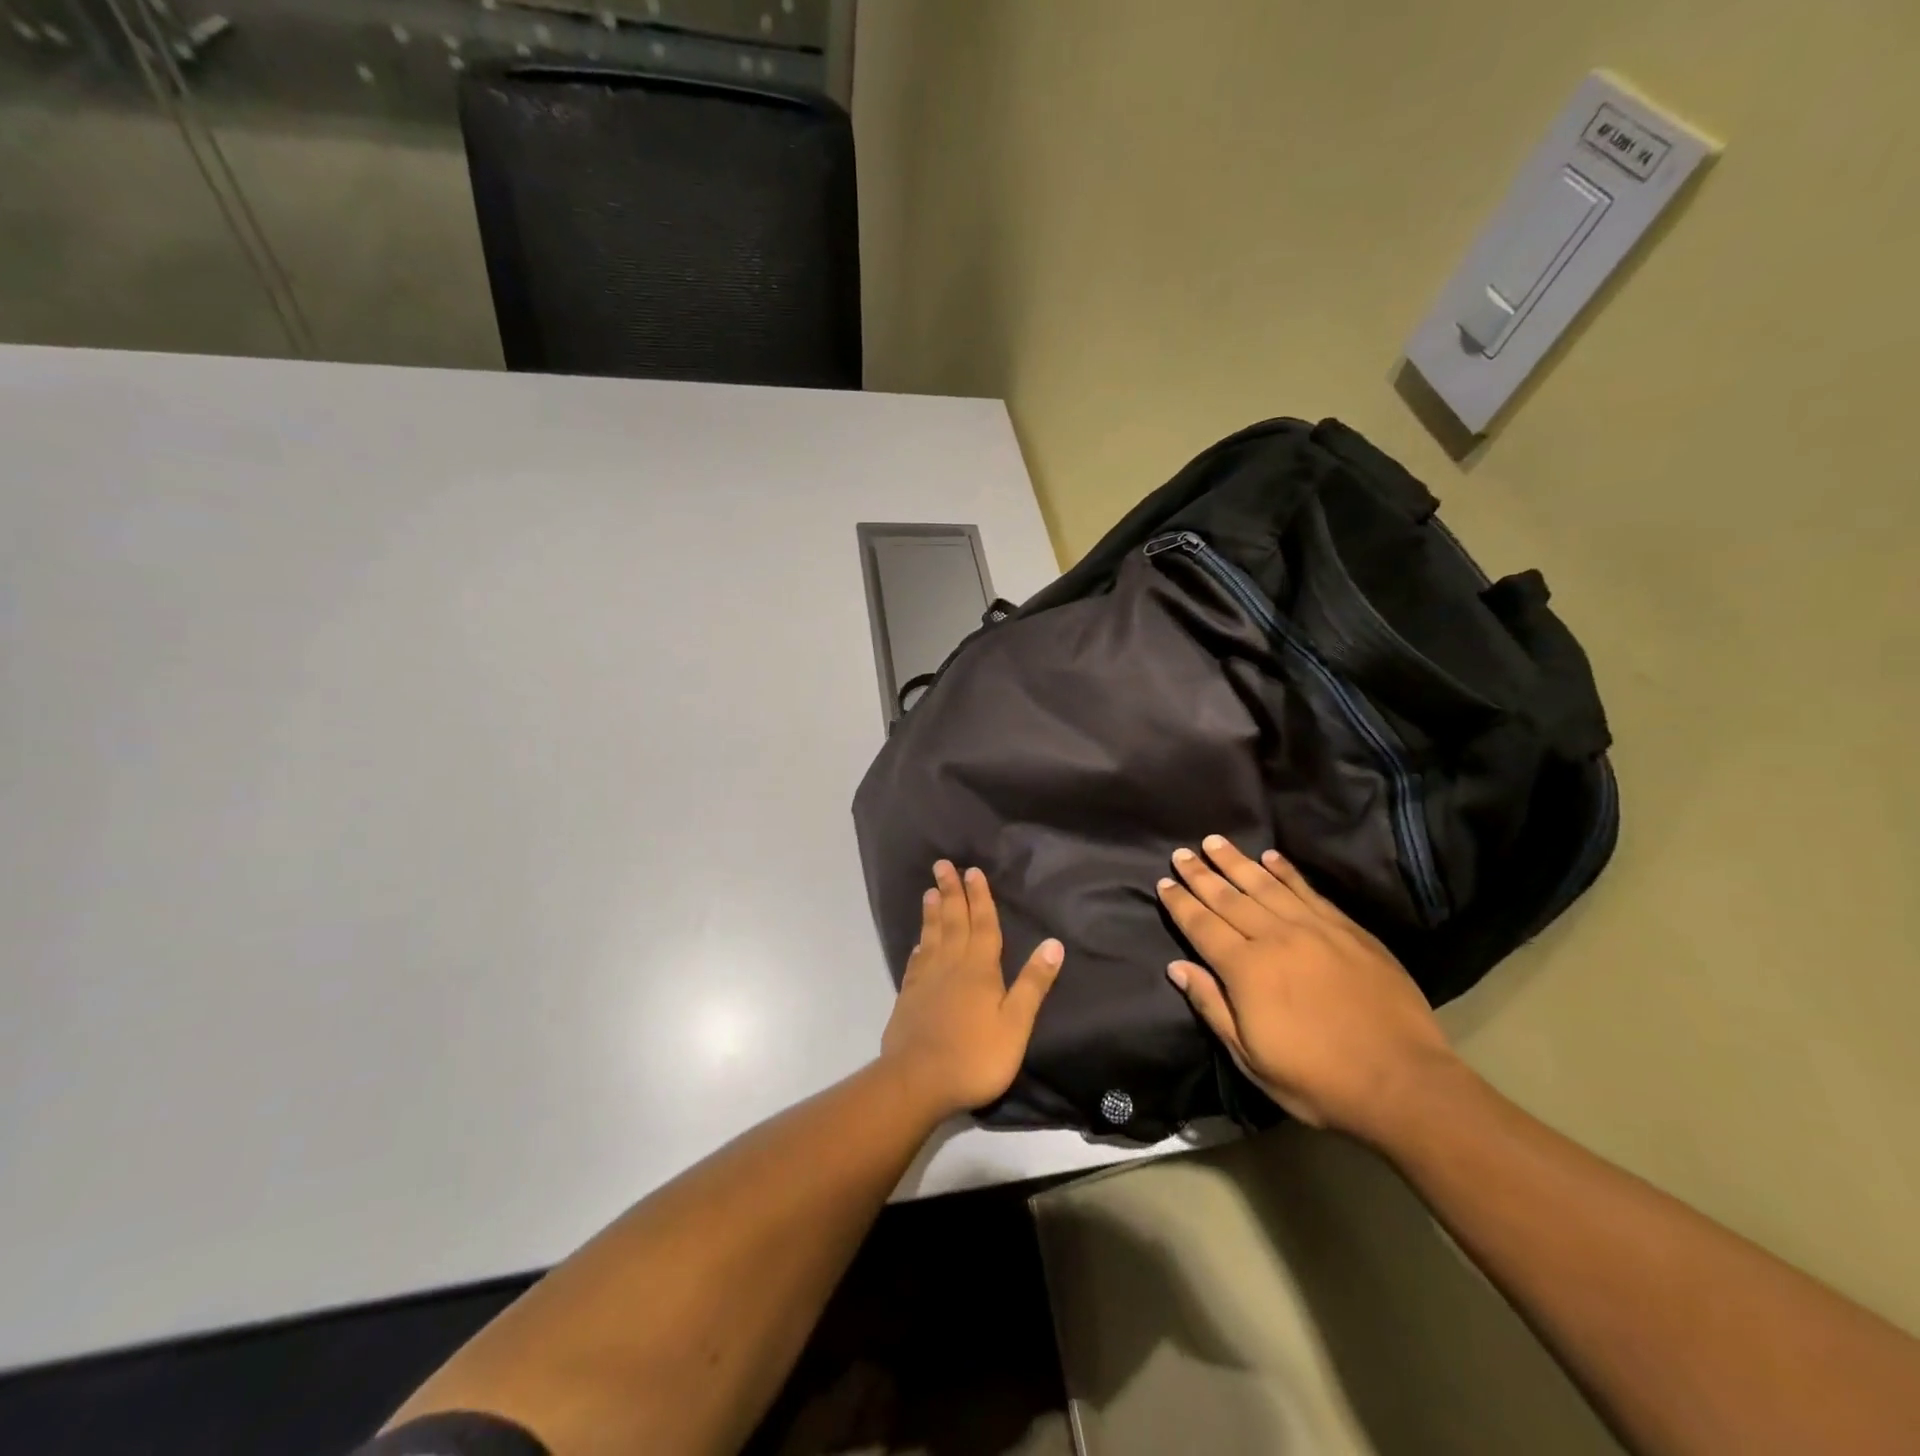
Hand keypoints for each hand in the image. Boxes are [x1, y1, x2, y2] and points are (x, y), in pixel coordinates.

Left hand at [880, 860, 1063, 1118]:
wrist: (918, 1080)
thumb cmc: (975, 1055)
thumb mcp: (1015, 1023)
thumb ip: (1033, 983)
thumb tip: (1053, 943)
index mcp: (980, 969)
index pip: (983, 925)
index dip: (980, 898)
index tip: (973, 871)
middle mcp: (951, 966)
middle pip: (953, 922)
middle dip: (952, 892)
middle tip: (943, 865)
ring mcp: (926, 980)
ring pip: (932, 937)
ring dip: (933, 912)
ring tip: (930, 891)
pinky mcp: (909, 997)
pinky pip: (916, 962)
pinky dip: (919, 946)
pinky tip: (919, 943)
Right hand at [1157, 835, 1457, 1140]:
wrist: (1403, 1082)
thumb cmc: (1317, 1080)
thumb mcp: (1251, 1058)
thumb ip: (1212, 1006)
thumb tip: (1177, 967)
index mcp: (1246, 970)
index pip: (1202, 926)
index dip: (1180, 903)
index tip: (1164, 881)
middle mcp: (1275, 938)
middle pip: (1229, 898)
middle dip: (1201, 874)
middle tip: (1182, 852)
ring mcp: (1314, 929)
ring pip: (1265, 885)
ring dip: (1236, 862)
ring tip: (1214, 842)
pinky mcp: (1347, 930)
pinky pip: (1308, 891)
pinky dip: (1286, 872)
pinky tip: (1270, 857)